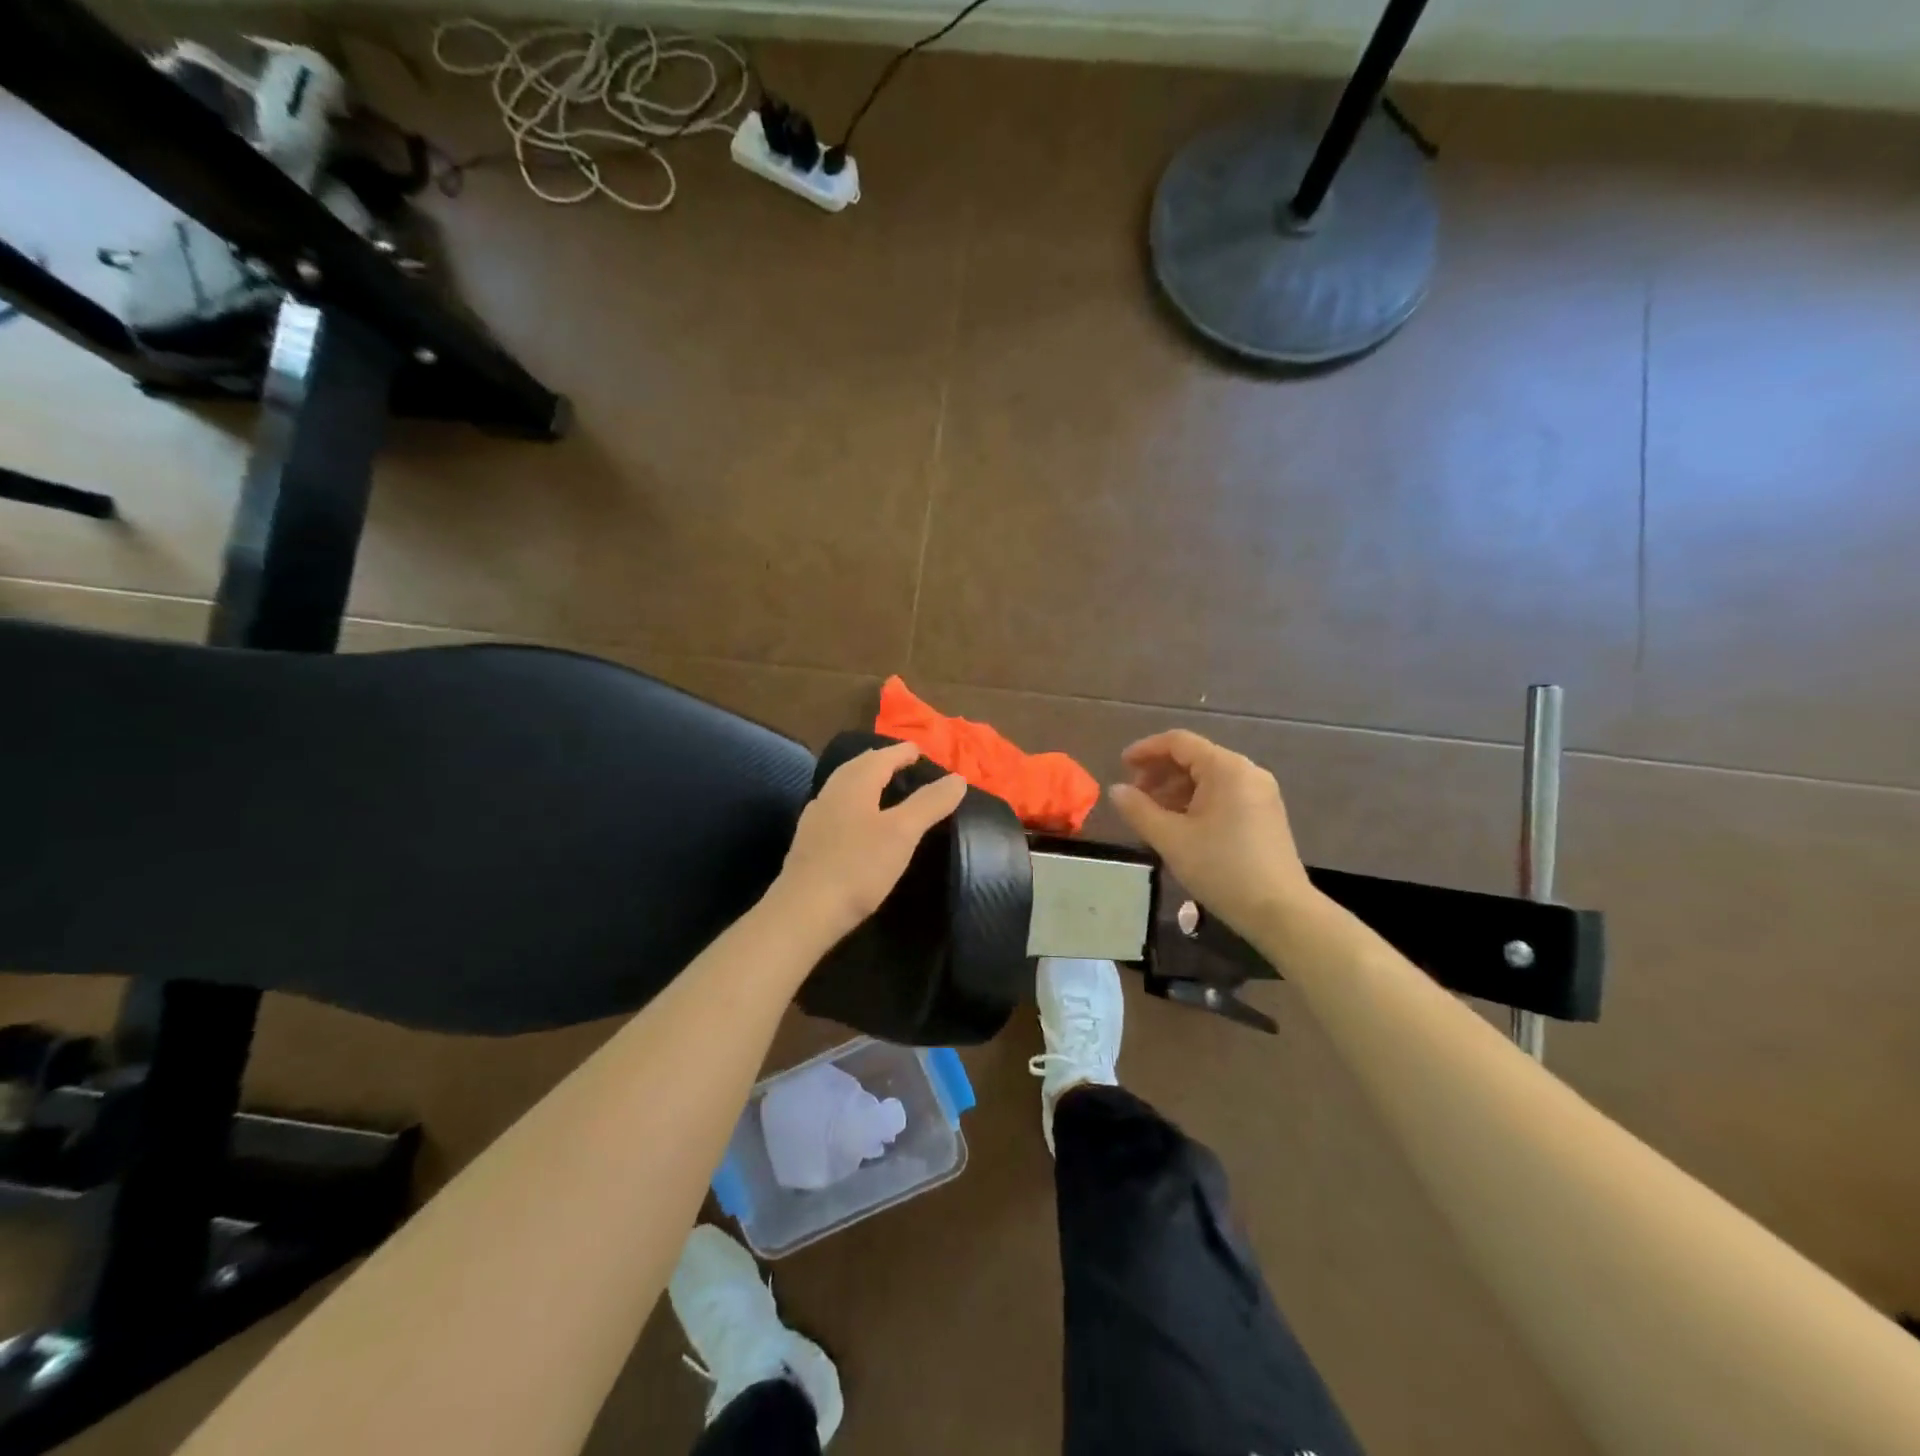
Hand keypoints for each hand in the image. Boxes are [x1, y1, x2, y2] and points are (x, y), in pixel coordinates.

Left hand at [769, 742, 967, 948]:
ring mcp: (815, 819)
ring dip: (864, 781)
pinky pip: (834, 809)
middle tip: (901, 762)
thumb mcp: (903, 833)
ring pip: (843, 788)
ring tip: (881, 788)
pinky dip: (852, 804)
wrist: (804, 912)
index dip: (902, 752)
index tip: (919, 750)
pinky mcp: (808, 844)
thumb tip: (957, 778)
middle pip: (857, 768)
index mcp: (854, 785)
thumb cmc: (858, 867)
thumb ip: (930, 803)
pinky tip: (855, 821)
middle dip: (880, 761)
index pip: (881, 757)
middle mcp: (831, 794)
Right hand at [1108, 730, 1313, 934]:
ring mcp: (1260, 793)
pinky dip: (1196, 801)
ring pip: (1208, 777)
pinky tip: (1180, 825)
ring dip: (1176, 789)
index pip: (1179, 742)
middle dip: (1160, 772)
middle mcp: (1247, 772)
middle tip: (1134, 796)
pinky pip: (1223, 794)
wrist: (1280, 912)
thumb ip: (1139, 810)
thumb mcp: (1171, 839)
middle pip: (1194, 757)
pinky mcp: (1265, 814)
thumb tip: (1116, 790)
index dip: (1146, 749)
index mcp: (1226, 769)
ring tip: (1152, 815)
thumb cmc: (1222, 869)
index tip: (1121, 766)